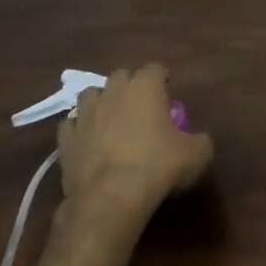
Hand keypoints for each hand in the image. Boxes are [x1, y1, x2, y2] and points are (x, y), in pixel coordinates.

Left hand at [56, 65, 213, 212]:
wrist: (110, 196)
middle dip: (130, 86)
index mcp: (145, 88)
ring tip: (110, 119)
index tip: (168, 89)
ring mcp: (85, 114)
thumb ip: (200, 141)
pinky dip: (81, 129)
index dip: (162, 78)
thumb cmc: (158, 167)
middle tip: (140, 106)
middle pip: (121, 76)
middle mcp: (112, 92)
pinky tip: (88, 142)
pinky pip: (72, 125)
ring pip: (90, 95)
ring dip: (101, 103)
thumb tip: (198, 140)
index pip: (155, 68)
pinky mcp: (66, 138)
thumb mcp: (197, 155)